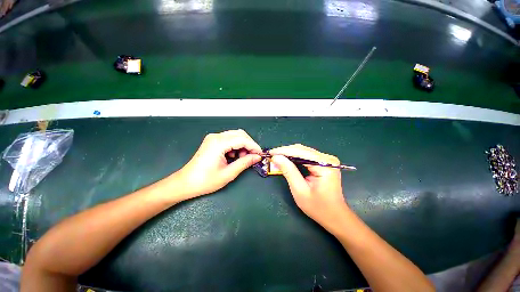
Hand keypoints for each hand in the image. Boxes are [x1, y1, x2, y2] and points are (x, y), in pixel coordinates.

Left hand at [174, 129, 261, 199]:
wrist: (185, 183)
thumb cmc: (206, 181)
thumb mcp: (228, 173)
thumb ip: (244, 163)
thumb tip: (257, 157)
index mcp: (219, 143)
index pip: (242, 139)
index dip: (254, 146)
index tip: (260, 154)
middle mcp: (216, 137)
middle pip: (240, 134)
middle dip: (249, 144)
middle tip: (253, 156)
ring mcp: (213, 138)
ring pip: (235, 135)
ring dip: (243, 145)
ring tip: (242, 158)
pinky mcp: (212, 141)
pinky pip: (229, 139)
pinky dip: (236, 146)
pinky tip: (234, 156)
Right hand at [270, 144, 349, 232]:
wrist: (335, 216)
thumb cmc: (318, 207)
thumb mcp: (300, 190)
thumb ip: (288, 172)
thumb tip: (276, 157)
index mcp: (325, 165)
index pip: (300, 152)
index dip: (284, 151)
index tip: (270, 153)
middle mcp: (327, 158)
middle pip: (302, 150)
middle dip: (285, 152)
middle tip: (272, 155)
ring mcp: (327, 159)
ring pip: (303, 151)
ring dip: (289, 154)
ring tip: (277, 157)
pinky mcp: (324, 162)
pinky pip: (306, 156)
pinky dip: (295, 157)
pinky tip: (287, 160)